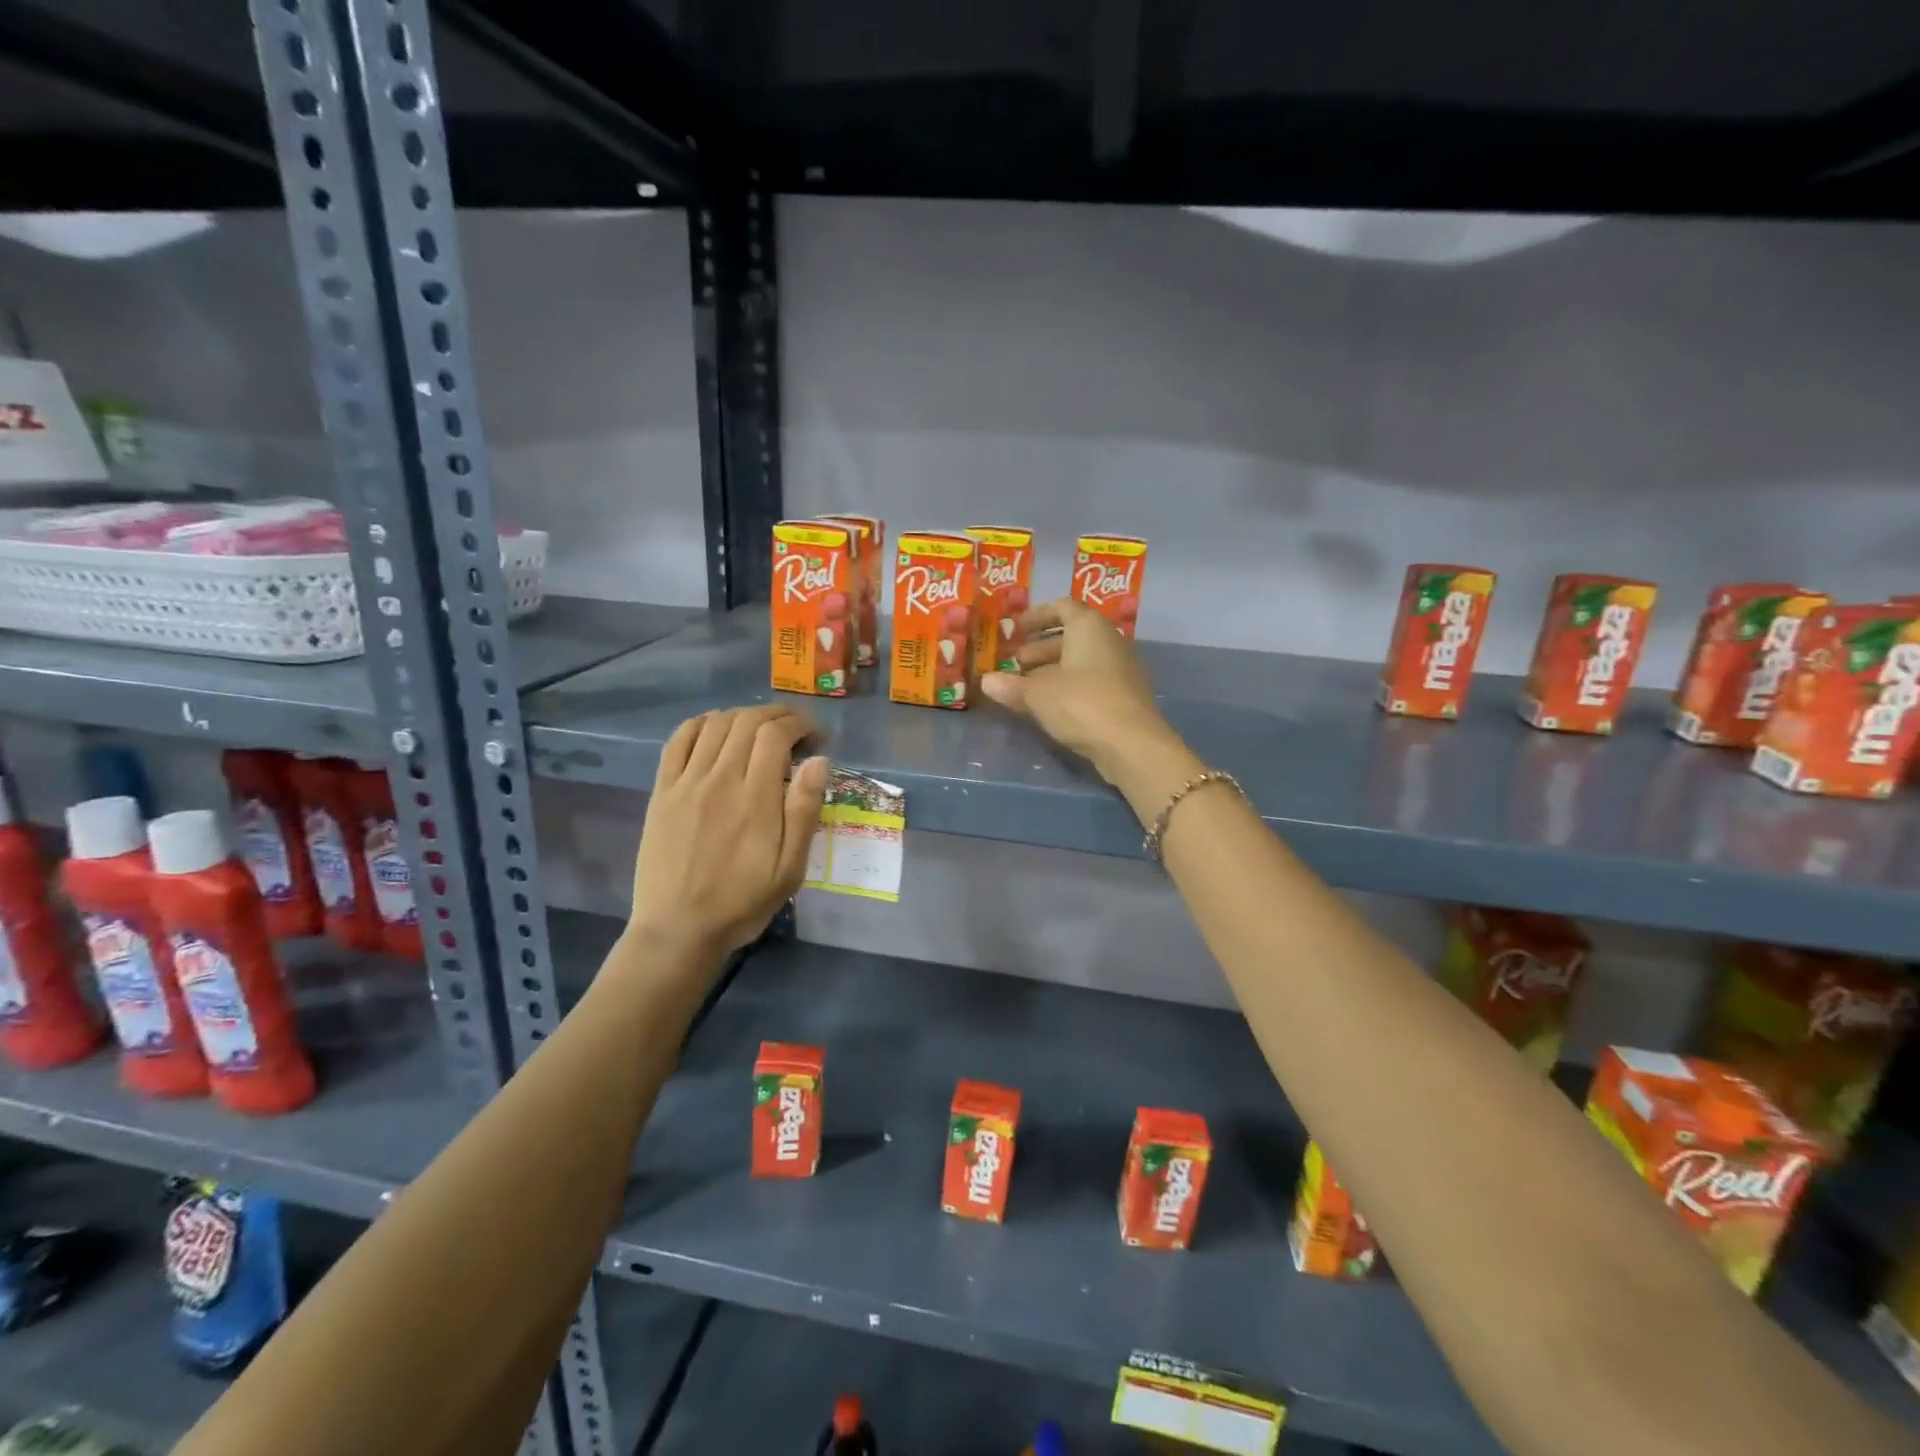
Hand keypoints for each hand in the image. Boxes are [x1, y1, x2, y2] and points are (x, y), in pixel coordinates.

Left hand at [629, 704, 828, 960]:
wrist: (678, 929)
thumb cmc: (742, 902)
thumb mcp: (789, 868)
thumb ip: (803, 811)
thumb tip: (818, 760)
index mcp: (755, 798)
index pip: (775, 735)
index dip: (799, 724)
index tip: (815, 736)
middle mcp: (719, 780)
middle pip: (747, 722)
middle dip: (776, 715)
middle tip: (794, 728)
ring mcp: (686, 783)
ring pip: (715, 724)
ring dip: (742, 716)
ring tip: (760, 729)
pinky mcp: (662, 791)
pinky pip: (678, 740)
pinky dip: (700, 723)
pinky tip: (715, 729)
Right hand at [979, 598, 1185, 788]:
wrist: (1131, 744)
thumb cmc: (1081, 704)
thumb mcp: (1037, 695)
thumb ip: (1011, 686)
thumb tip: (986, 681)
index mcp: (1089, 627)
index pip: (1063, 607)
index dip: (1038, 615)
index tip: (1016, 628)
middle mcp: (1108, 640)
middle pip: (1071, 636)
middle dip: (1040, 648)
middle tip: (1014, 663)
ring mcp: (1120, 669)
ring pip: (1080, 661)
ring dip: (1052, 670)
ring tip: (1025, 687)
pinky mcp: (1123, 696)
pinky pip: (1090, 681)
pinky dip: (1067, 687)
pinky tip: (1048, 706)